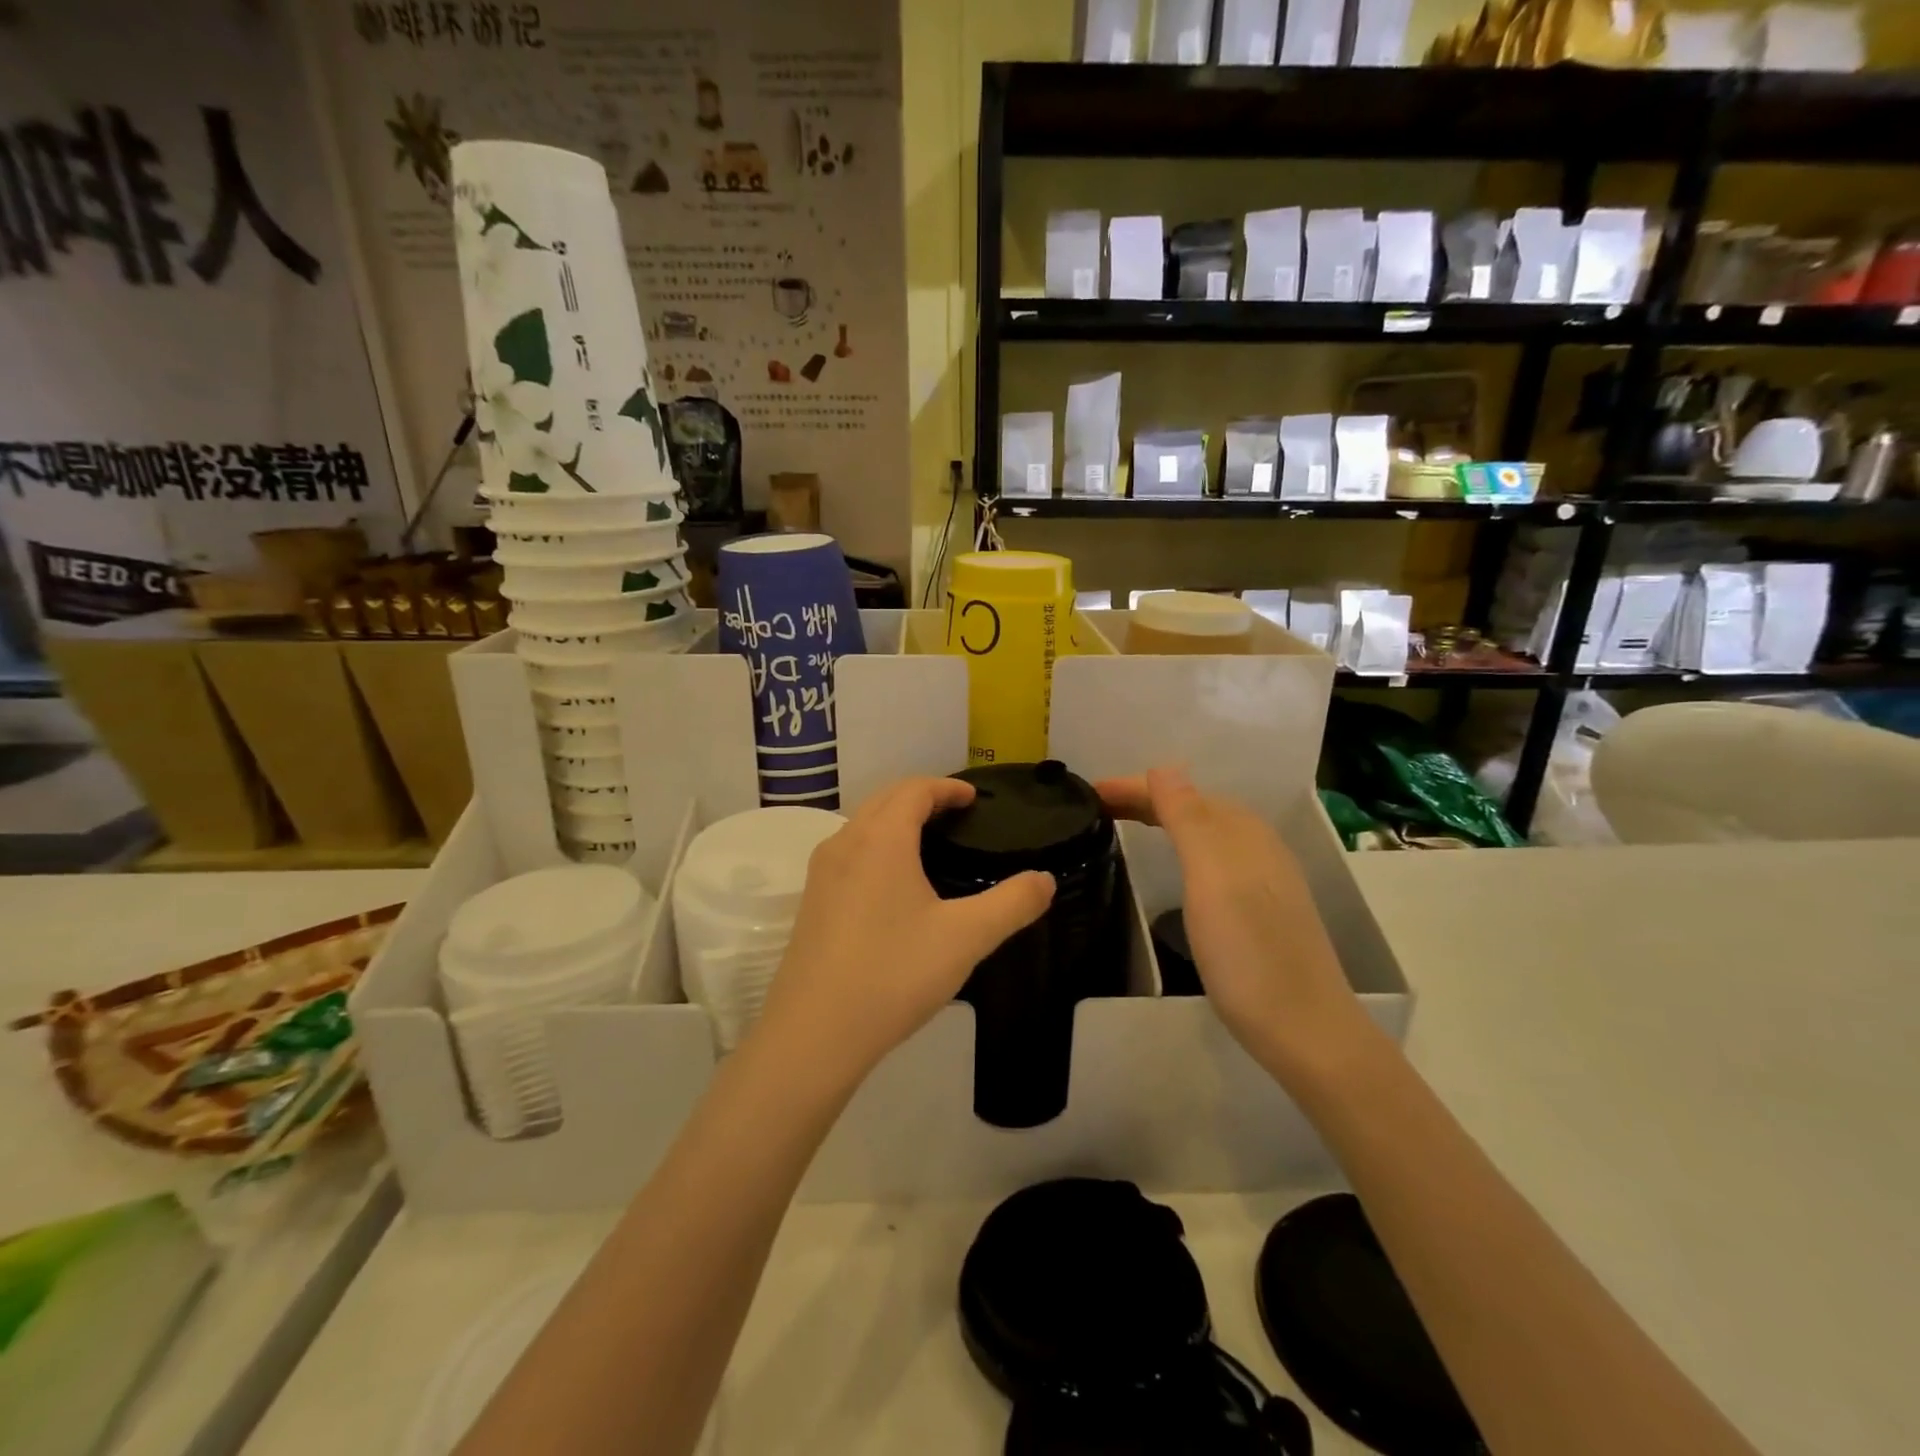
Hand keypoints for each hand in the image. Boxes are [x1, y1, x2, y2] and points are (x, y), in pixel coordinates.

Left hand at [753, 778, 1055, 1085]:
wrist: (814, 1033)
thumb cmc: (894, 974)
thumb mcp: (966, 938)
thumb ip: (1012, 904)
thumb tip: (1045, 879)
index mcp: (881, 839)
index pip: (914, 790)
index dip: (946, 787)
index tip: (973, 797)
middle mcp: (845, 843)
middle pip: (885, 799)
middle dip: (921, 796)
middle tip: (956, 813)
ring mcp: (821, 874)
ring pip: (862, 825)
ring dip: (895, 820)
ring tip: (929, 843)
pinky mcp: (811, 902)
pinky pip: (848, 853)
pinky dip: (876, 846)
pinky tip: (893, 884)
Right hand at [1097, 767, 1377, 1084]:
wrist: (1304, 1028)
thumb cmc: (1247, 951)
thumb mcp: (1211, 877)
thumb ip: (1188, 818)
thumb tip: (1164, 765)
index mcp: (1242, 832)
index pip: (1179, 793)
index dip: (1133, 787)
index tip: (1087, 792)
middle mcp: (1256, 845)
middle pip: (1193, 808)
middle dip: (1145, 799)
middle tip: (1096, 807)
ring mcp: (1263, 878)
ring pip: (1204, 833)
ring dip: (1163, 820)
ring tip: (1125, 825)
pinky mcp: (1261, 908)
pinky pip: (1213, 857)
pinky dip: (1182, 847)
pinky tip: (1174, 866)